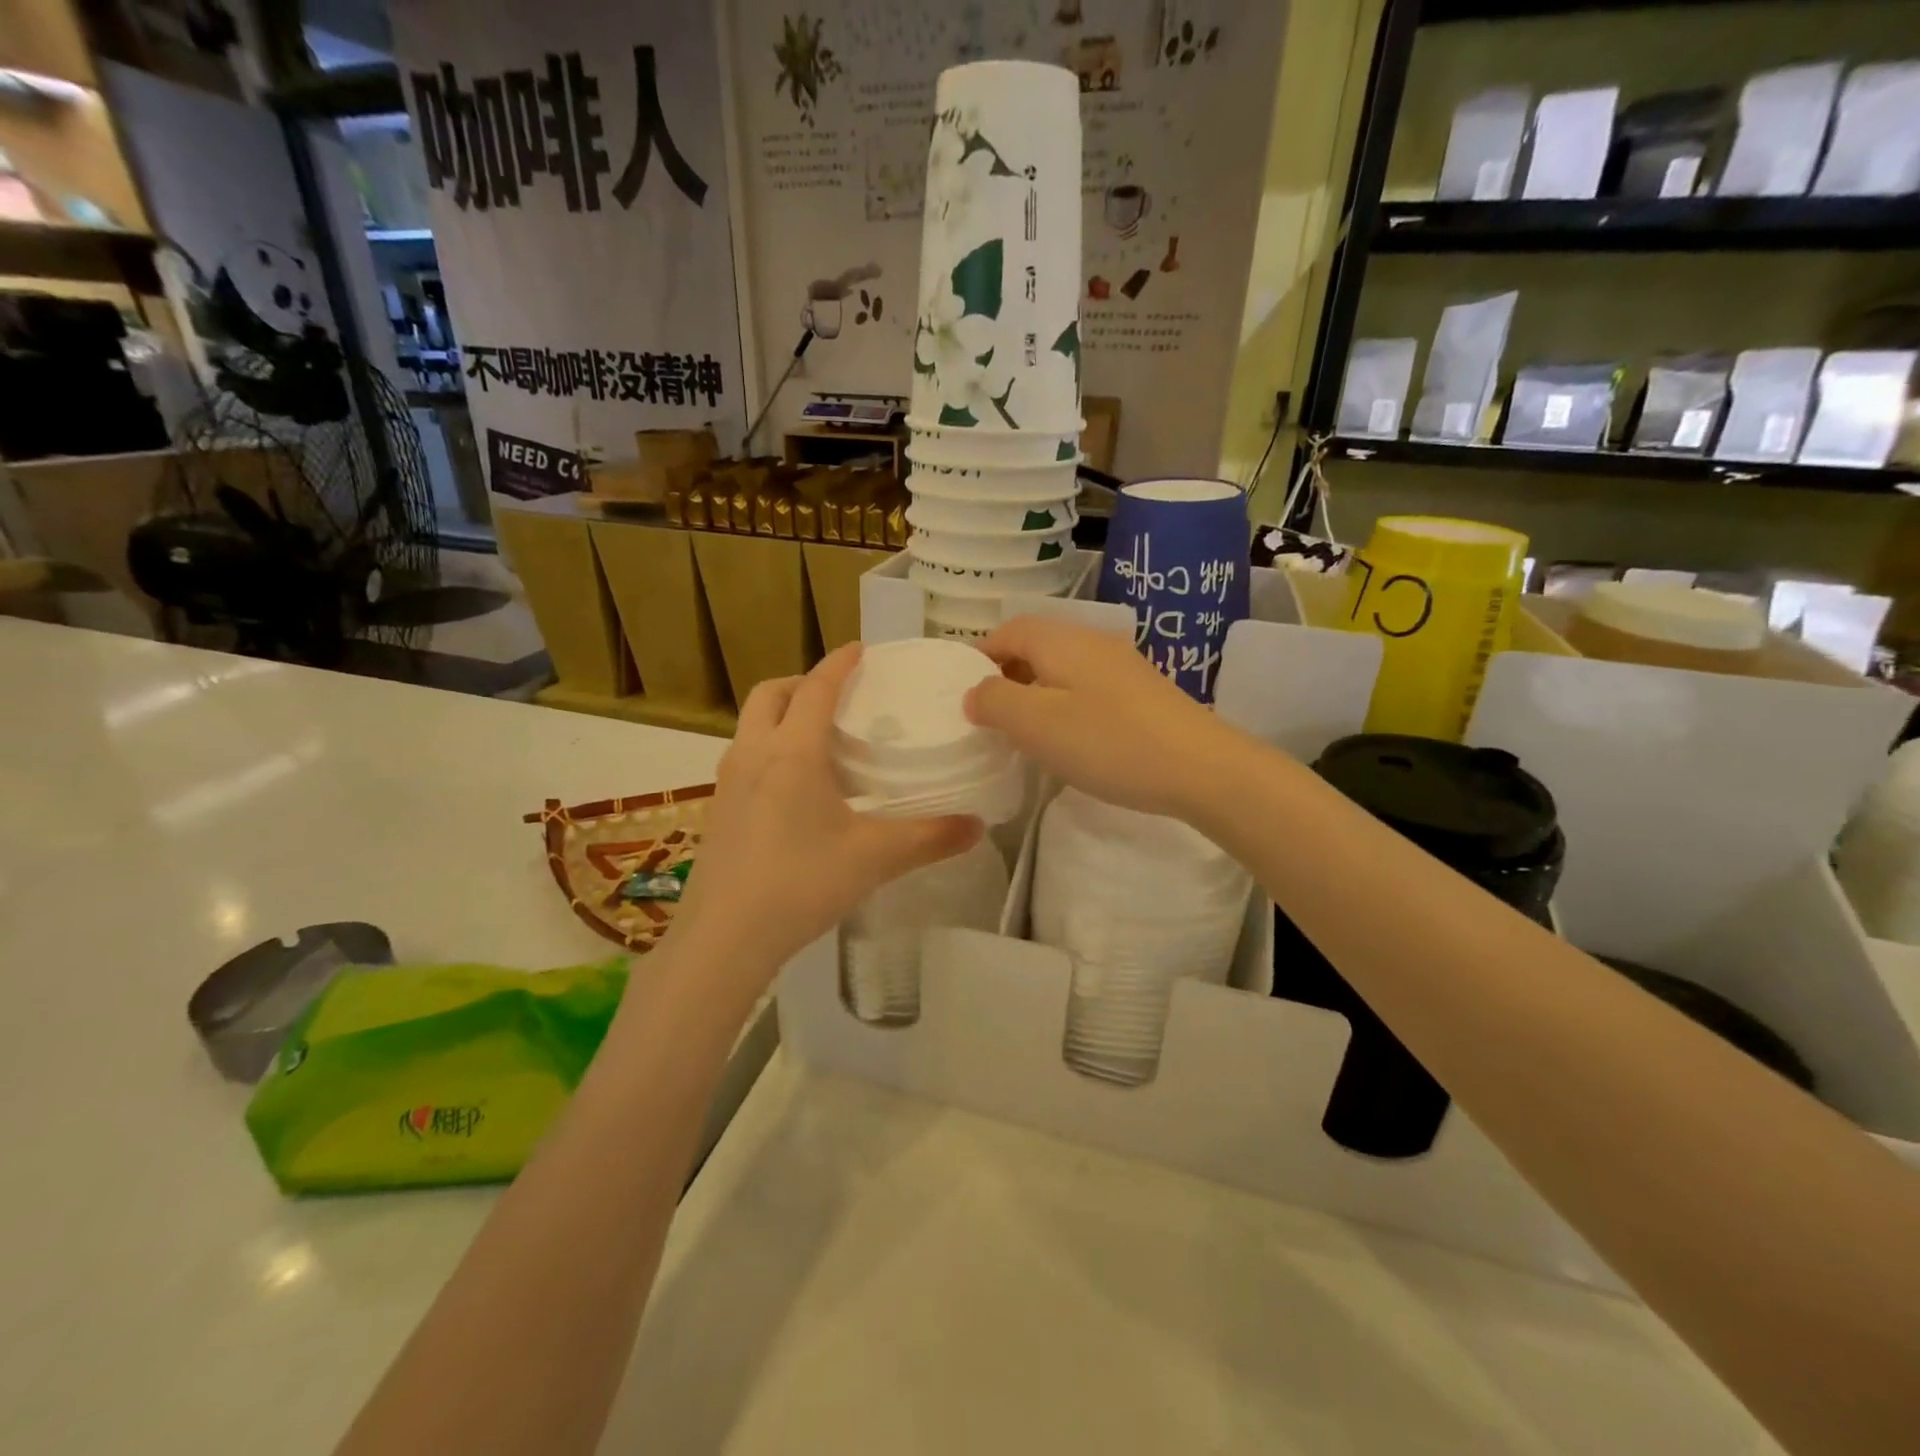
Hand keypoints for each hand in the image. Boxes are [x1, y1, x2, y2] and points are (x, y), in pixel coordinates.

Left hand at [672, 644, 981, 986]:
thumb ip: (930, 837)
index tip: (861, 649)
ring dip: (781, 714)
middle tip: (838, 697)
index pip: (816, 687)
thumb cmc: (801, 883)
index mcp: (793, 751)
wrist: (724, 937)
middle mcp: (753, 753)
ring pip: (751, 724)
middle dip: (802, 682)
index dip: (840, 663)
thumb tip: (977, 826)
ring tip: (818, 740)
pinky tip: (794, 789)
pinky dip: (768, 748)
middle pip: (770, 693)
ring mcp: (727, 781)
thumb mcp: (874, 858)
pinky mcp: (717, 810)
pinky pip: (744, 756)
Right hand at [964, 615, 1236, 819]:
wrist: (1201, 768)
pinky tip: (1068, 739)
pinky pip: (1087, 688)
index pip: (1008, 630)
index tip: (960, 691)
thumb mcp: (1036, 724)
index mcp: (1062, 640)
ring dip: (1035, 692)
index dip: (979, 655)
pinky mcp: (1142, 693)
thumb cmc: (1109, 742)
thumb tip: (974, 693)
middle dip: (1005, 674)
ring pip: (1062, 669)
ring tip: (1022, 730)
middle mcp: (1092, 642)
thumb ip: (995, 701)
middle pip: (1036, 646)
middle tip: (987, 714)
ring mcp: (1122, 666)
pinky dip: (1064, 704)